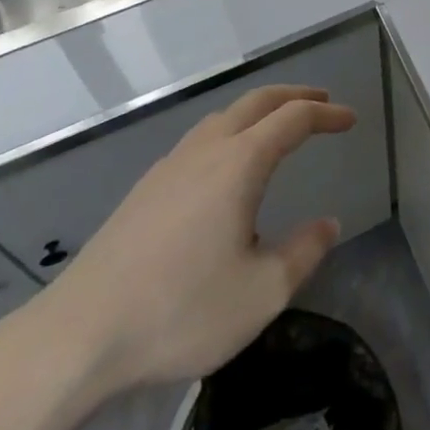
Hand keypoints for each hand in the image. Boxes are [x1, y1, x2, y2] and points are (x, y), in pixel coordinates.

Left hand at [19, 84, 355, 403]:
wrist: (79, 334)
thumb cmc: (179, 311)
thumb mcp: (260, 294)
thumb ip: (303, 253)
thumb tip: (328, 224)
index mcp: (239, 163)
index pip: (293, 119)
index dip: (326, 114)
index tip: (350, 119)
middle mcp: (206, 149)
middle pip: (257, 101)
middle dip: (294, 95)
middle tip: (321, 102)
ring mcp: (170, 166)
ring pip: (223, 116)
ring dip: (258, 111)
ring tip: (277, 127)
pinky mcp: (145, 189)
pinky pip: (200, 139)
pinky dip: (230, 131)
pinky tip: (224, 168)